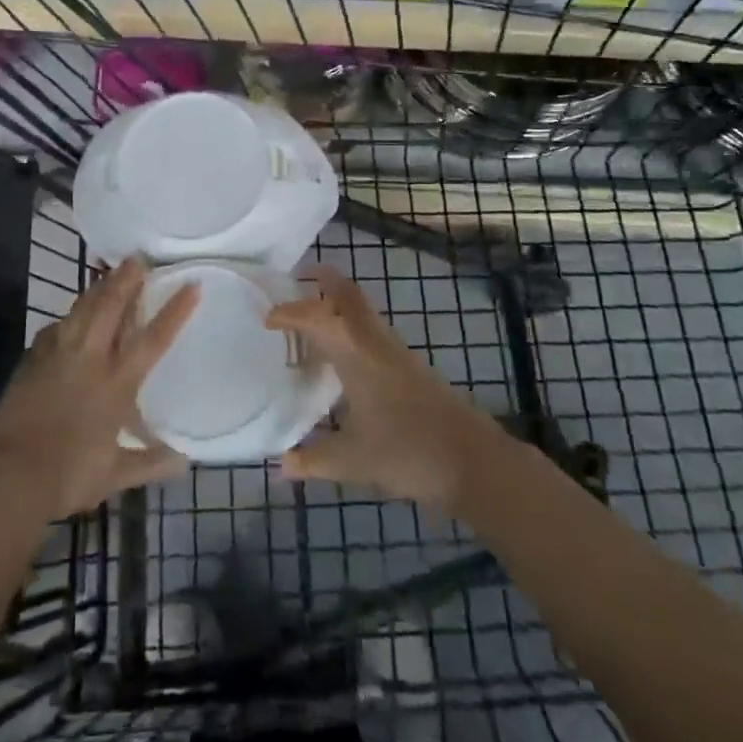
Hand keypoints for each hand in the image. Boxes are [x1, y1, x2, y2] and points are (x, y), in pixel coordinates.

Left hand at [0, 258, 198, 521]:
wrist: (10, 475)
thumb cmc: (68, 476)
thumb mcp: (115, 474)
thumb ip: (150, 464)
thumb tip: (184, 462)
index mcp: (116, 384)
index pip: (152, 340)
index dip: (174, 311)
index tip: (191, 285)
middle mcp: (89, 360)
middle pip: (111, 308)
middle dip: (126, 280)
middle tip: (137, 258)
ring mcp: (57, 356)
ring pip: (81, 310)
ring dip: (97, 289)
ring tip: (106, 273)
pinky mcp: (31, 360)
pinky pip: (54, 329)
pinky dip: (67, 318)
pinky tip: (68, 318)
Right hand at [266, 266, 501, 511]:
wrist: (475, 463)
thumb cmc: (408, 453)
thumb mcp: (353, 461)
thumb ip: (313, 460)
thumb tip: (280, 465)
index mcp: (356, 355)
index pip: (316, 318)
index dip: (290, 313)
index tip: (267, 318)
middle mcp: (376, 344)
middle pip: (349, 297)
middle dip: (325, 281)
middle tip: (301, 276)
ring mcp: (398, 355)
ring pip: (364, 314)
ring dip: (339, 307)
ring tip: (313, 321)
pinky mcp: (411, 370)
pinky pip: (373, 334)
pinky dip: (352, 331)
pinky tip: (343, 360)